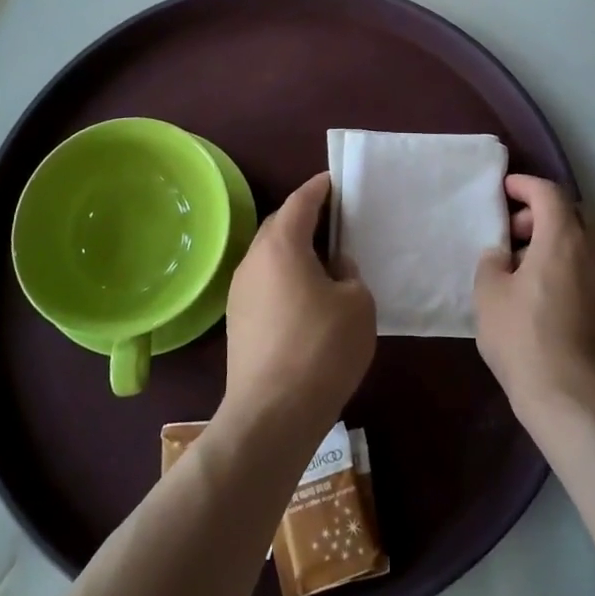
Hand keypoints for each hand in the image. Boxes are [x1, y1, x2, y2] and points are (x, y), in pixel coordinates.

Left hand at [223, 172, 375, 438]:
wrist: (271, 414)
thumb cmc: (321, 348)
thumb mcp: (357, 303)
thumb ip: (349, 273)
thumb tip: (333, 267)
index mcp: (282, 244)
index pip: (301, 200)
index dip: (320, 187)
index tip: (336, 181)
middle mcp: (253, 259)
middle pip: (280, 224)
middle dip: (305, 218)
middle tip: (335, 222)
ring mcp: (239, 291)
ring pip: (270, 256)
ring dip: (294, 251)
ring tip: (324, 262)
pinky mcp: (237, 321)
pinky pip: (265, 282)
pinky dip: (285, 278)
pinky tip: (306, 298)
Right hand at [475, 175, 594, 435]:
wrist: (578, 404)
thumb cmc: (525, 341)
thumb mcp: (489, 296)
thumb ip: (492, 262)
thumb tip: (504, 255)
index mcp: (564, 238)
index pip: (549, 193)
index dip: (525, 186)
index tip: (506, 189)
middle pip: (574, 214)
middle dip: (544, 214)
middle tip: (516, 234)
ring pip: (588, 244)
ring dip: (560, 244)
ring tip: (530, 270)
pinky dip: (574, 269)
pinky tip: (552, 298)